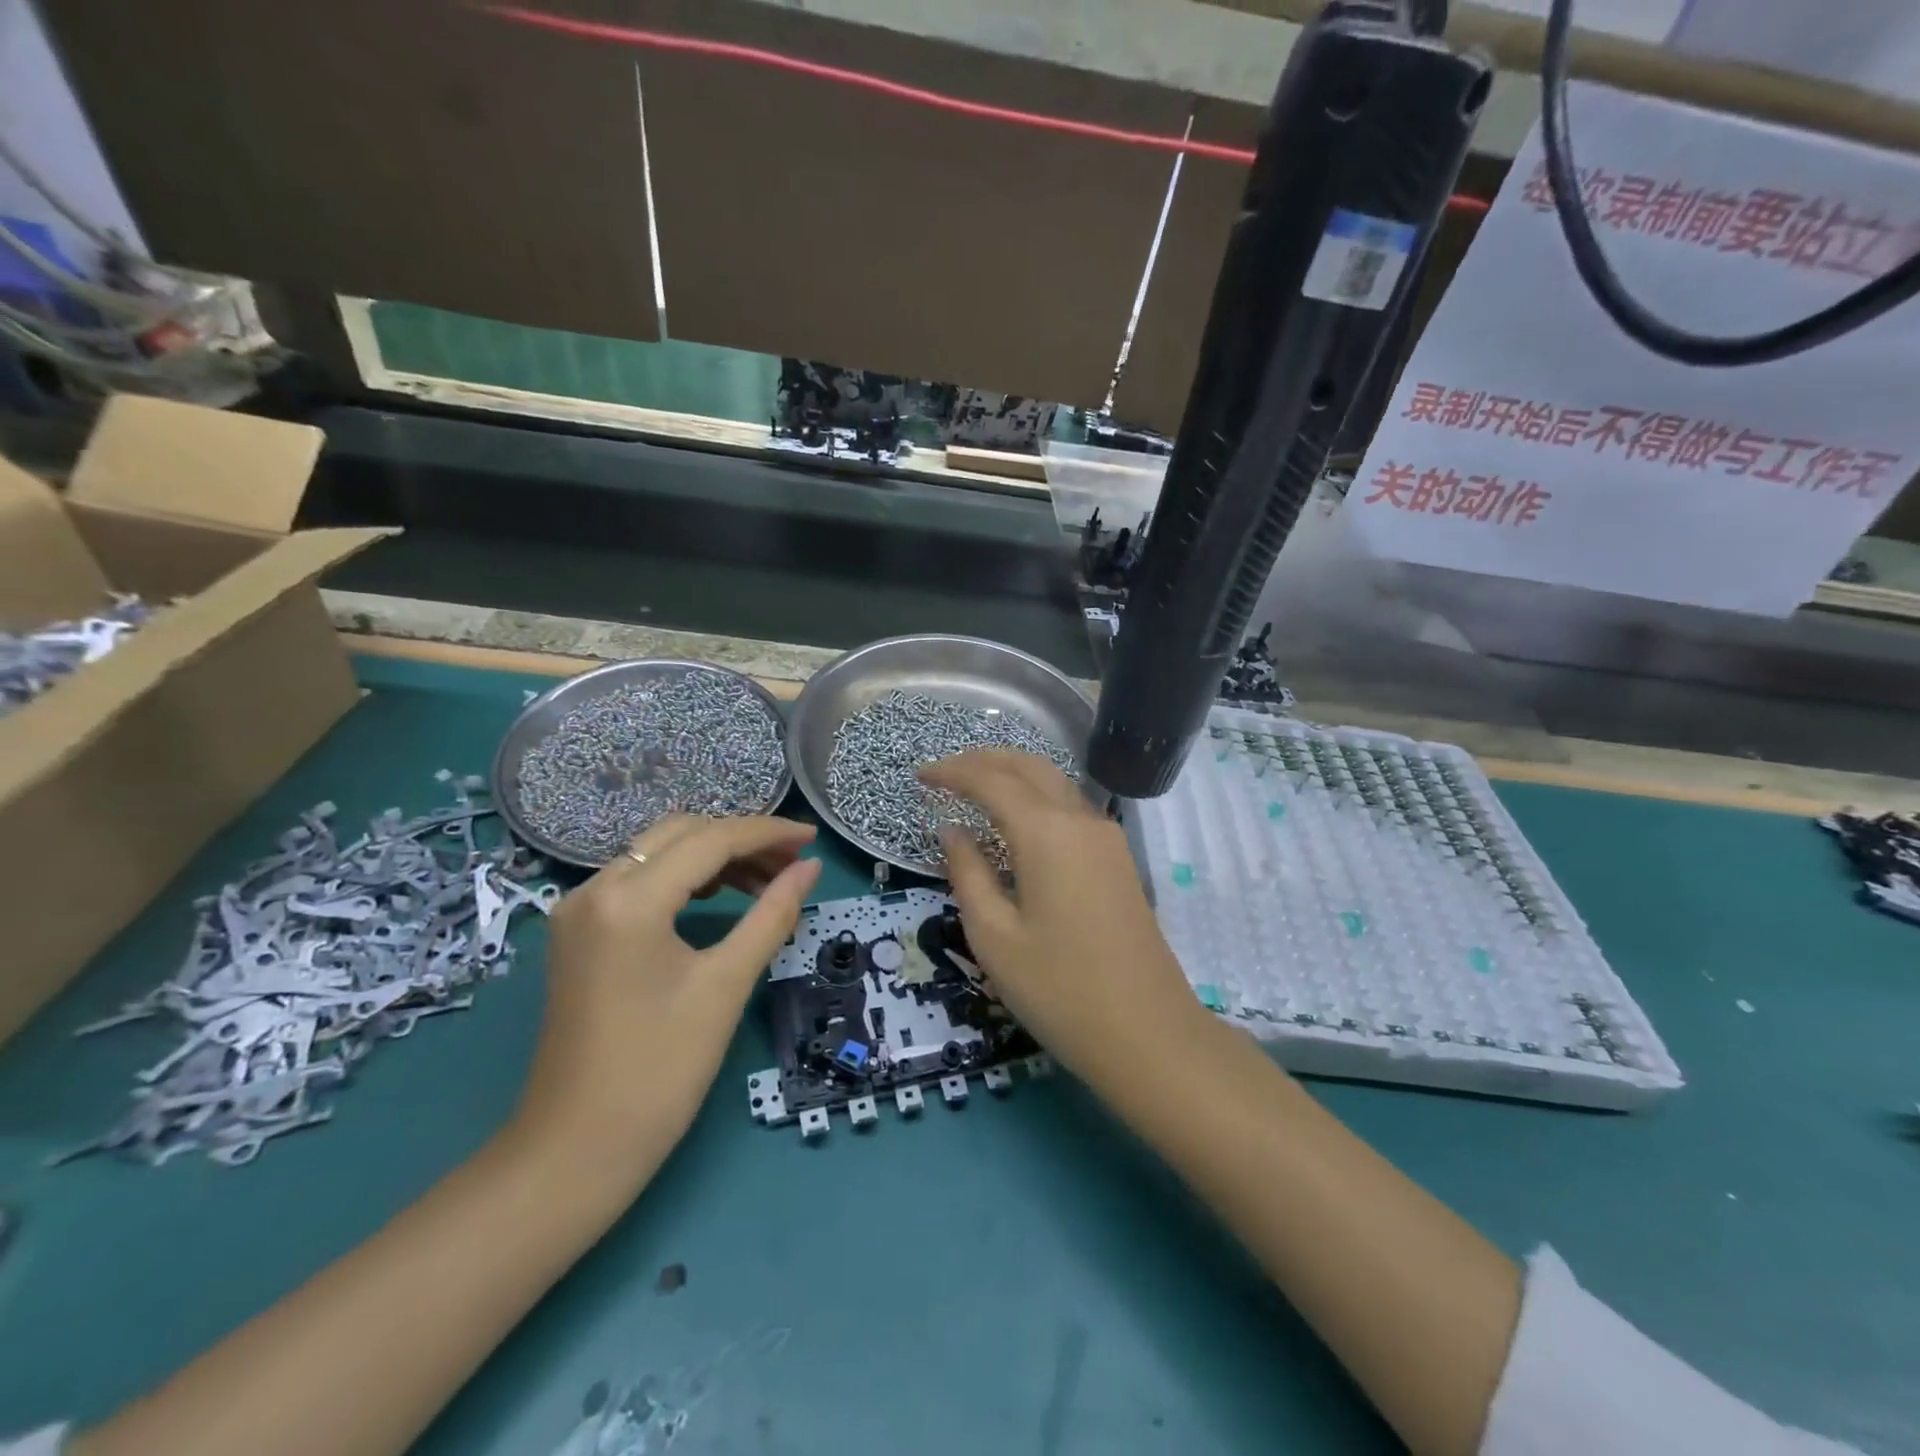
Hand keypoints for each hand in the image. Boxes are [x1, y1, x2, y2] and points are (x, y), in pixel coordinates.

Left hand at [508, 815, 820, 1189]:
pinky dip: (685, 878)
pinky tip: (720, 896)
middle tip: (793, 863)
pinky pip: (640, 880)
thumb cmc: (660, 1070)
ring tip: (767, 881)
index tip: (813, 838)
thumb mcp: (726, 984)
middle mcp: (595, 888)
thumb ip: (772, 915)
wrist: (575, 1150)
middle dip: (742, 840)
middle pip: (682, 834)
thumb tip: (810, 868)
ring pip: (659, 853)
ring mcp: (580, 909)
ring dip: (715, 857)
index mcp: (629, 900)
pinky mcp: (579, 931)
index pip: (711, 840)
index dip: (768, 833)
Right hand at [918, 752, 1212, 1089]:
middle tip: (945, 773)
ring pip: (1054, 782)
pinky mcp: (1118, 858)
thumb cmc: (1059, 989)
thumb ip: (967, 873)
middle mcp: (1080, 819)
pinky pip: (1070, 807)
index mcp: (1046, 831)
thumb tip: (951, 830)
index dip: (953, 773)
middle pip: (1028, 766)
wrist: (1148, 1033)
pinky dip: (1036, 797)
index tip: (920, 776)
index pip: (991, 780)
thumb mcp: (994, 936)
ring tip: (975, 787)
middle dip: (983, 760)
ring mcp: (1107, 837)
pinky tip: (1017, 820)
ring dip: (1013, 774)